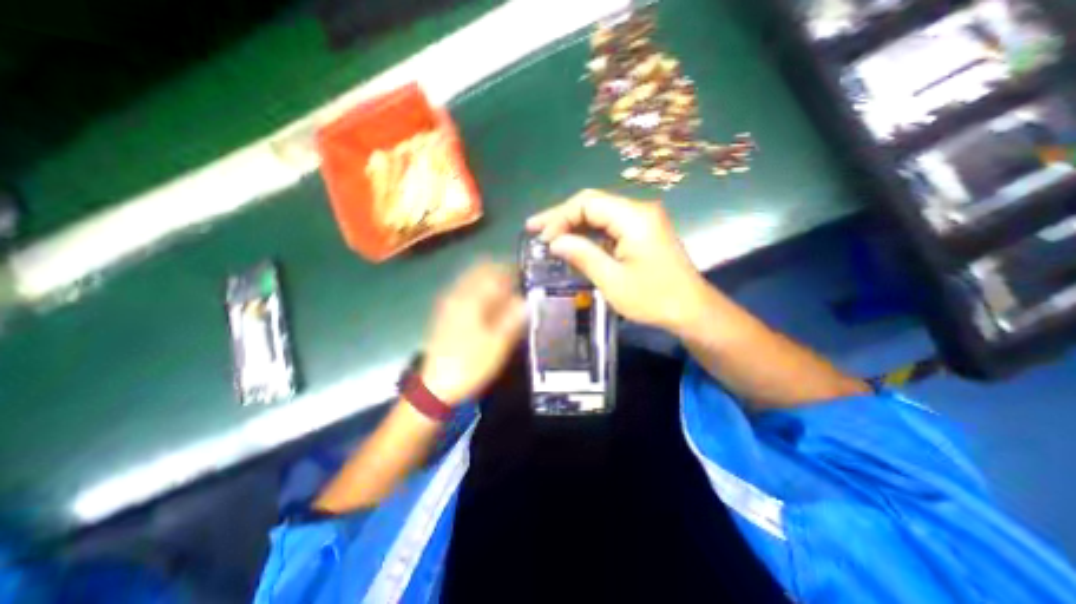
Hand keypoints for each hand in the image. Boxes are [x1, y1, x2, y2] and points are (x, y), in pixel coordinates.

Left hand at [417, 261, 528, 402]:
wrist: (435, 388)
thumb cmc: (470, 365)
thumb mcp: (498, 344)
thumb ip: (513, 318)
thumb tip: (527, 300)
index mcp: (470, 301)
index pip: (491, 273)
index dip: (509, 271)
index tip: (523, 275)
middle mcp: (456, 296)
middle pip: (478, 273)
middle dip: (498, 273)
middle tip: (515, 283)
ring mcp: (447, 305)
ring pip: (470, 282)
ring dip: (488, 282)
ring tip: (505, 293)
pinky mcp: (444, 315)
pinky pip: (463, 293)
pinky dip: (478, 292)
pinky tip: (487, 304)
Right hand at [529, 188, 711, 330]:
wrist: (691, 310)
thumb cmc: (654, 298)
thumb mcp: (613, 280)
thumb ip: (583, 256)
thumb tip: (554, 242)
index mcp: (634, 217)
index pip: (588, 203)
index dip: (561, 218)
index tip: (543, 239)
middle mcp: (638, 210)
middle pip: (592, 204)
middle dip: (561, 216)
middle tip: (534, 228)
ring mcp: (642, 220)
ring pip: (599, 214)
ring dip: (573, 225)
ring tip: (546, 235)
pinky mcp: (642, 232)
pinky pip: (609, 226)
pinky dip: (588, 234)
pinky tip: (572, 243)